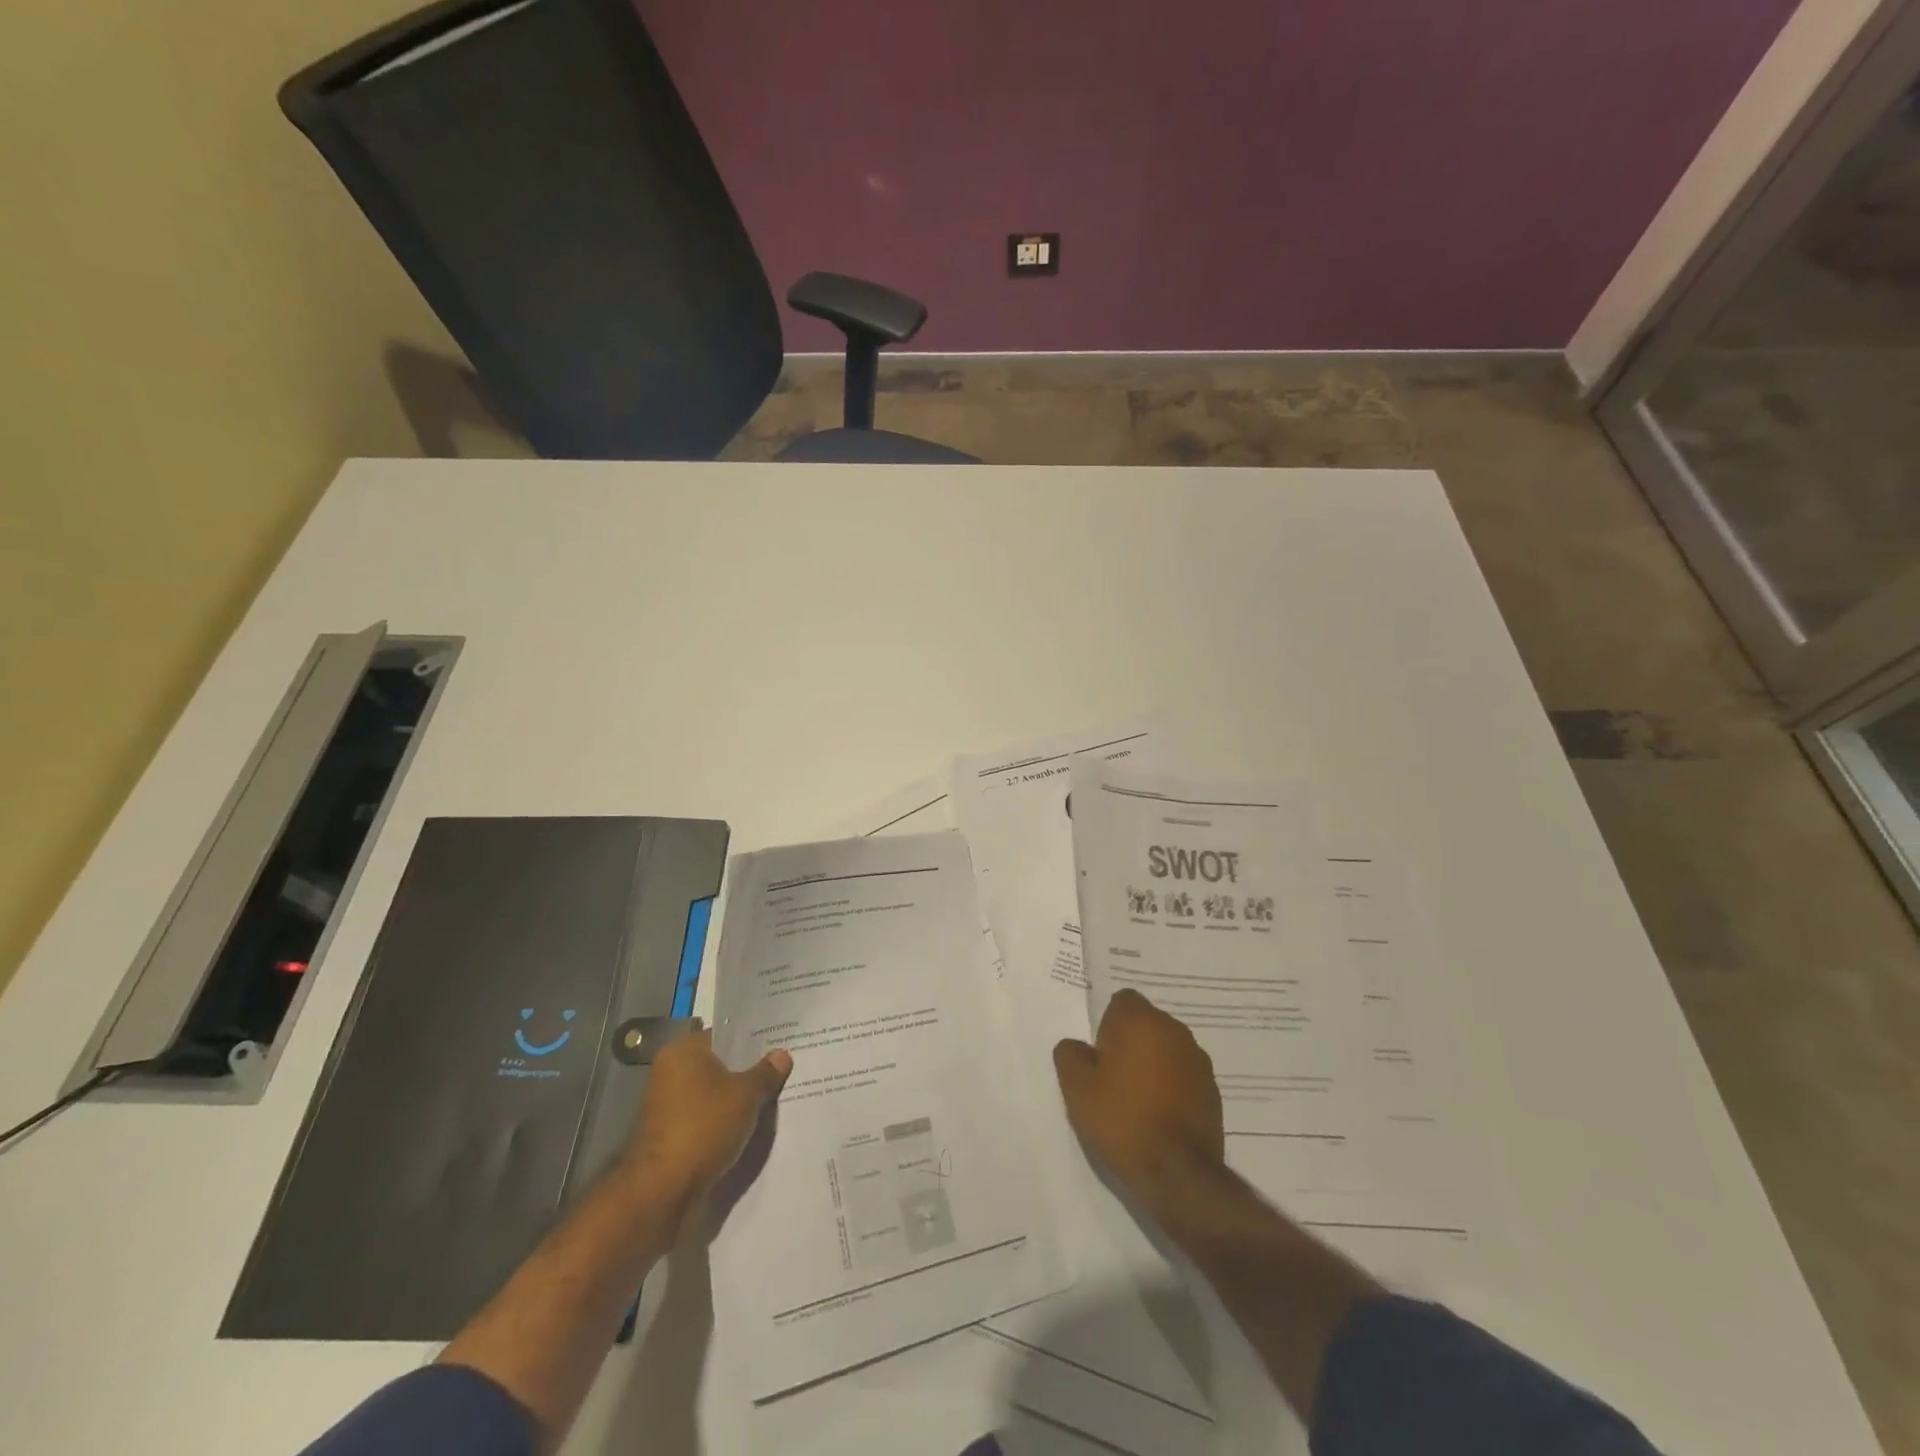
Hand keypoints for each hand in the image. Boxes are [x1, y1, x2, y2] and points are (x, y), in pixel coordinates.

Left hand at [623, 1030, 790, 1234]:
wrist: (662, 1193)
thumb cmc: (702, 1127)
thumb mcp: (745, 1095)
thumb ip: (765, 1073)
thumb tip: (782, 1054)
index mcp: (683, 1051)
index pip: (725, 1036)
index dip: (754, 1040)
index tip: (782, 1044)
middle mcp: (671, 1073)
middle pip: (720, 1066)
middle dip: (749, 1072)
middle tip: (785, 1071)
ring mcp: (670, 1107)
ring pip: (715, 1096)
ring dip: (739, 1101)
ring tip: (776, 1099)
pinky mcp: (673, 1138)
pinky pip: (708, 1120)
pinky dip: (727, 1124)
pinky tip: (755, 1127)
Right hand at [1054, 989, 1224, 1212]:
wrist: (1178, 1174)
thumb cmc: (1122, 1120)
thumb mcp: (1077, 1089)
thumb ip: (1070, 1056)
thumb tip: (1077, 1047)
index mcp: (1140, 1021)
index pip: (1122, 1001)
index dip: (1108, 1024)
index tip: (1100, 1055)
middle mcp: (1174, 1030)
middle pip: (1146, 1023)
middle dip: (1130, 1042)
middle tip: (1113, 1078)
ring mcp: (1198, 1059)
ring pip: (1166, 1048)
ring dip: (1153, 1063)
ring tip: (1137, 1100)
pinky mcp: (1213, 1089)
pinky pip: (1184, 1074)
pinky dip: (1172, 1085)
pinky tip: (1159, 1116)